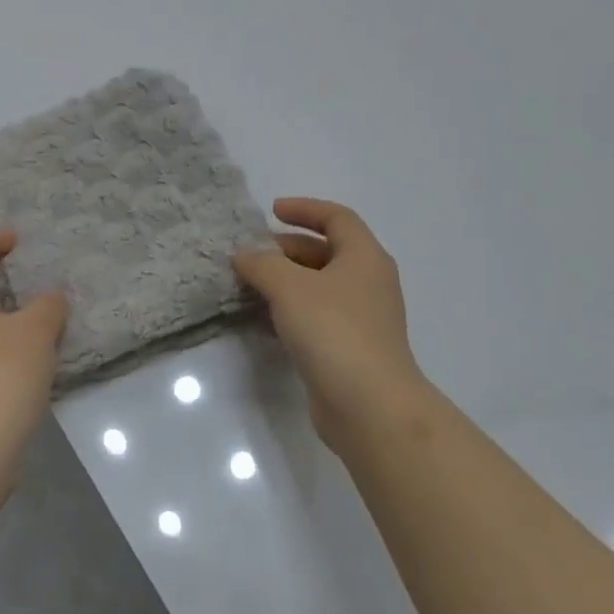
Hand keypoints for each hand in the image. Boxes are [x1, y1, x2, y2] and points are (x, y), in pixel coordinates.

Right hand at [234, 198, 430, 452]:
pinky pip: (316, 317)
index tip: (271, 211)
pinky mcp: (350, 348)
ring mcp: (362, 318)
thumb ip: (262, 264)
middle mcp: (368, 282)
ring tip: (248, 287)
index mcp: (364, 257)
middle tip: (250, 257)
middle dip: (286, 249)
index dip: (304, 209)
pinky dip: (290, 311)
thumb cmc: (333, 331)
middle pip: (325, 252)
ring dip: (284, 283)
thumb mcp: (289, 287)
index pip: (336, 218)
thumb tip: (244, 255)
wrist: (369, 405)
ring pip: (318, 287)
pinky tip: (262, 322)